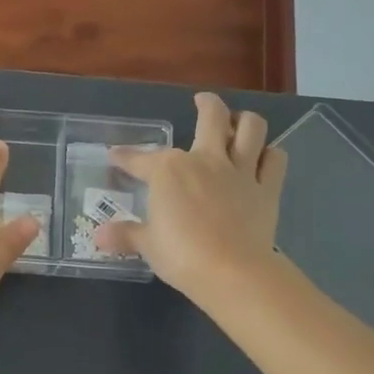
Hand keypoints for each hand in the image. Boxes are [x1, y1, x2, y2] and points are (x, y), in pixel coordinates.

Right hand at [94, 91, 286, 298]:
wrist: (233, 272)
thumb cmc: (181, 255)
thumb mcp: (147, 245)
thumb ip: (125, 235)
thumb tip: (98, 236)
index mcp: (169, 170)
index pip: (140, 158)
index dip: (125, 156)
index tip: (115, 155)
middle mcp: (205, 160)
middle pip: (211, 117)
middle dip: (206, 104)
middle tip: (202, 100)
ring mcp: (240, 172)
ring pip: (251, 129)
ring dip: (245, 120)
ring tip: (239, 121)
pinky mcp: (267, 189)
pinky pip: (275, 161)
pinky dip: (270, 155)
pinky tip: (264, 158)